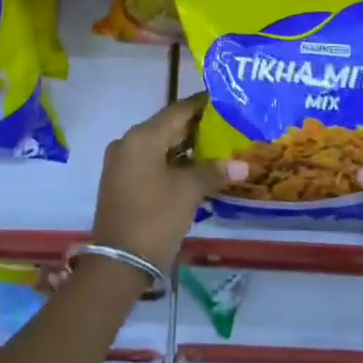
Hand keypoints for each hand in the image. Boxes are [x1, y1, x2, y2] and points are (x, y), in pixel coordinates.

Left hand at [89, 94, 223, 275]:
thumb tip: (243, 165)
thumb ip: (214, 171)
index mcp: (142, 137)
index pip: (178, 110)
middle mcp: (128, 142)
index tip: (226, 100)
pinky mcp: (122, 180)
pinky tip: (198, 167)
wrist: (119, 263)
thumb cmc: (155, 218)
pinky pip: (152, 160)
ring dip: (187, 145)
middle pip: (168, 126)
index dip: (202, 105)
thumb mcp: (188, 192)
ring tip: (220, 144)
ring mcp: (123, 162)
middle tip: (229, 123)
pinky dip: (174, 161)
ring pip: (160, 144)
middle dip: (197, 126)